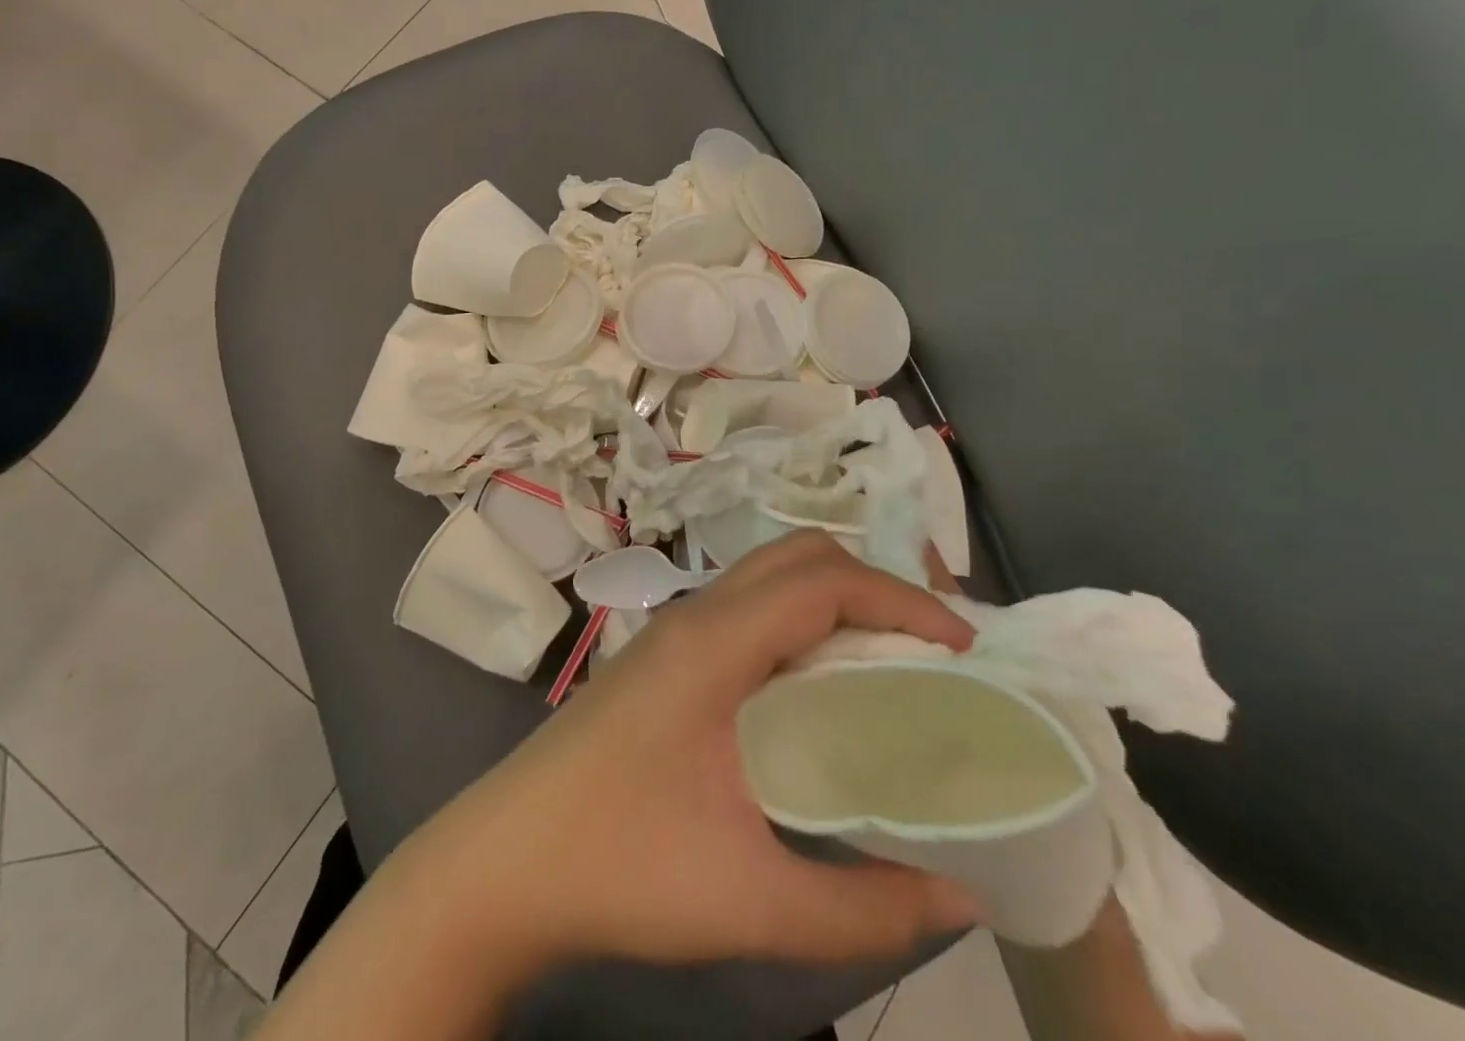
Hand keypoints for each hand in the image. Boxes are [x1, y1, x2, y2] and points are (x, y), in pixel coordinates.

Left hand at [396, 532, 979, 971]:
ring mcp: (672, 631)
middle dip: (873, 584)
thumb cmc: (618, 866)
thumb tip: (963, 896)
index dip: (902, 599)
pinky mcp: (662, 656)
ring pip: (768, 576)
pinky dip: (799, 620)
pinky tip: (817, 685)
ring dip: (834, 598)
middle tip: (930, 648)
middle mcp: (694, 616)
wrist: (500, 863)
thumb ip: (864, 908)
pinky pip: (746, 607)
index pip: (824, 581)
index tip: (963, 648)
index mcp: (715, 644)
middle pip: (798, 556)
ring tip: (888, 660)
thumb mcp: (750, 901)